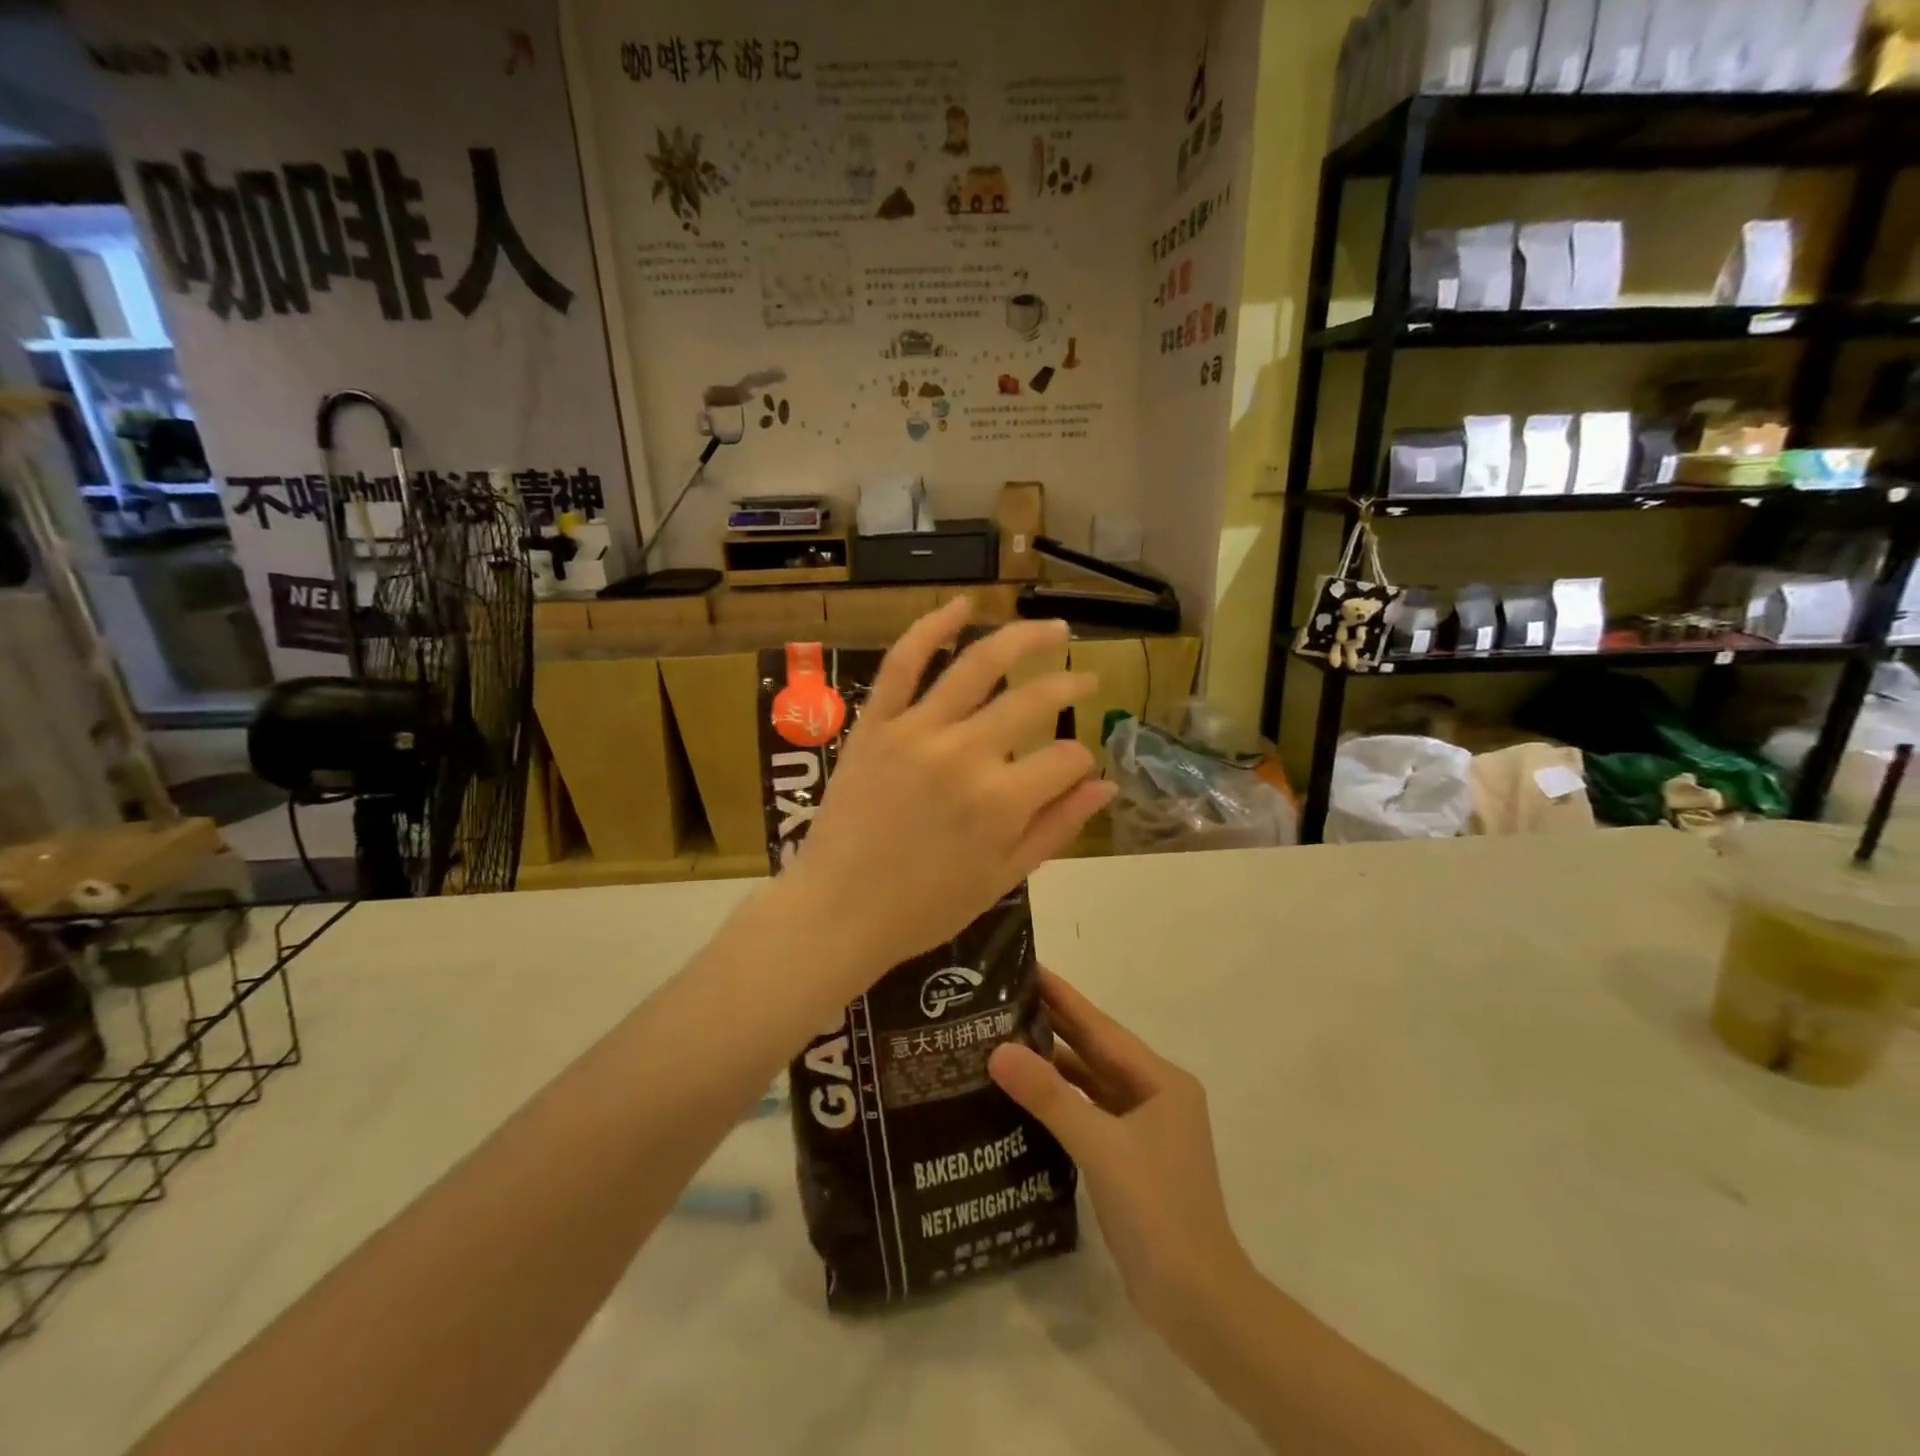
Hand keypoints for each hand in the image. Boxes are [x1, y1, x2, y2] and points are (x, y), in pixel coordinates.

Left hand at [786, 599, 1114, 977]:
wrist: (837, 913)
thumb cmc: (924, 908)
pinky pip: (902, 664)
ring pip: (979, 665)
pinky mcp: (875, 723)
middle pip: (1034, 700)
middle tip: (1086, 680)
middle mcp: (965, 754)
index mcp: (1002, 802)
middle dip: (1070, 685)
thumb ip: (1056, 828)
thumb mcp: (1002, 879)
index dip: (1080, 762)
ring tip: (1054, 628)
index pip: (1066, 758)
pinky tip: (963, 605)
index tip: (1074, 771)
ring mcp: (916, 731)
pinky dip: (931, 628)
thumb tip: (1106, 784)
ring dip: (1024, 638)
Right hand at [988, 970, 1250, 1334]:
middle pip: (1096, 1051)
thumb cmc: (1158, 1211)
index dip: (1064, 997)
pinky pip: (1090, 1113)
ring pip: (1091, 1083)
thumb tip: (998, 1050)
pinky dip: (1062, 1101)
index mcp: (1160, 1081)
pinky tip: (1027, 1096)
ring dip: (1054, 1064)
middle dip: (1054, 1024)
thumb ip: (1050, 1097)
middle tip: (1004, 997)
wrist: (1199, 1303)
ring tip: (1004, 1039)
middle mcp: (1155, 1095)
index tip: (1028, 967)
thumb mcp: (1101, 1147)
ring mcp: (1145, 1129)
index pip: (1100, 1028)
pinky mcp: (1131, 1158)